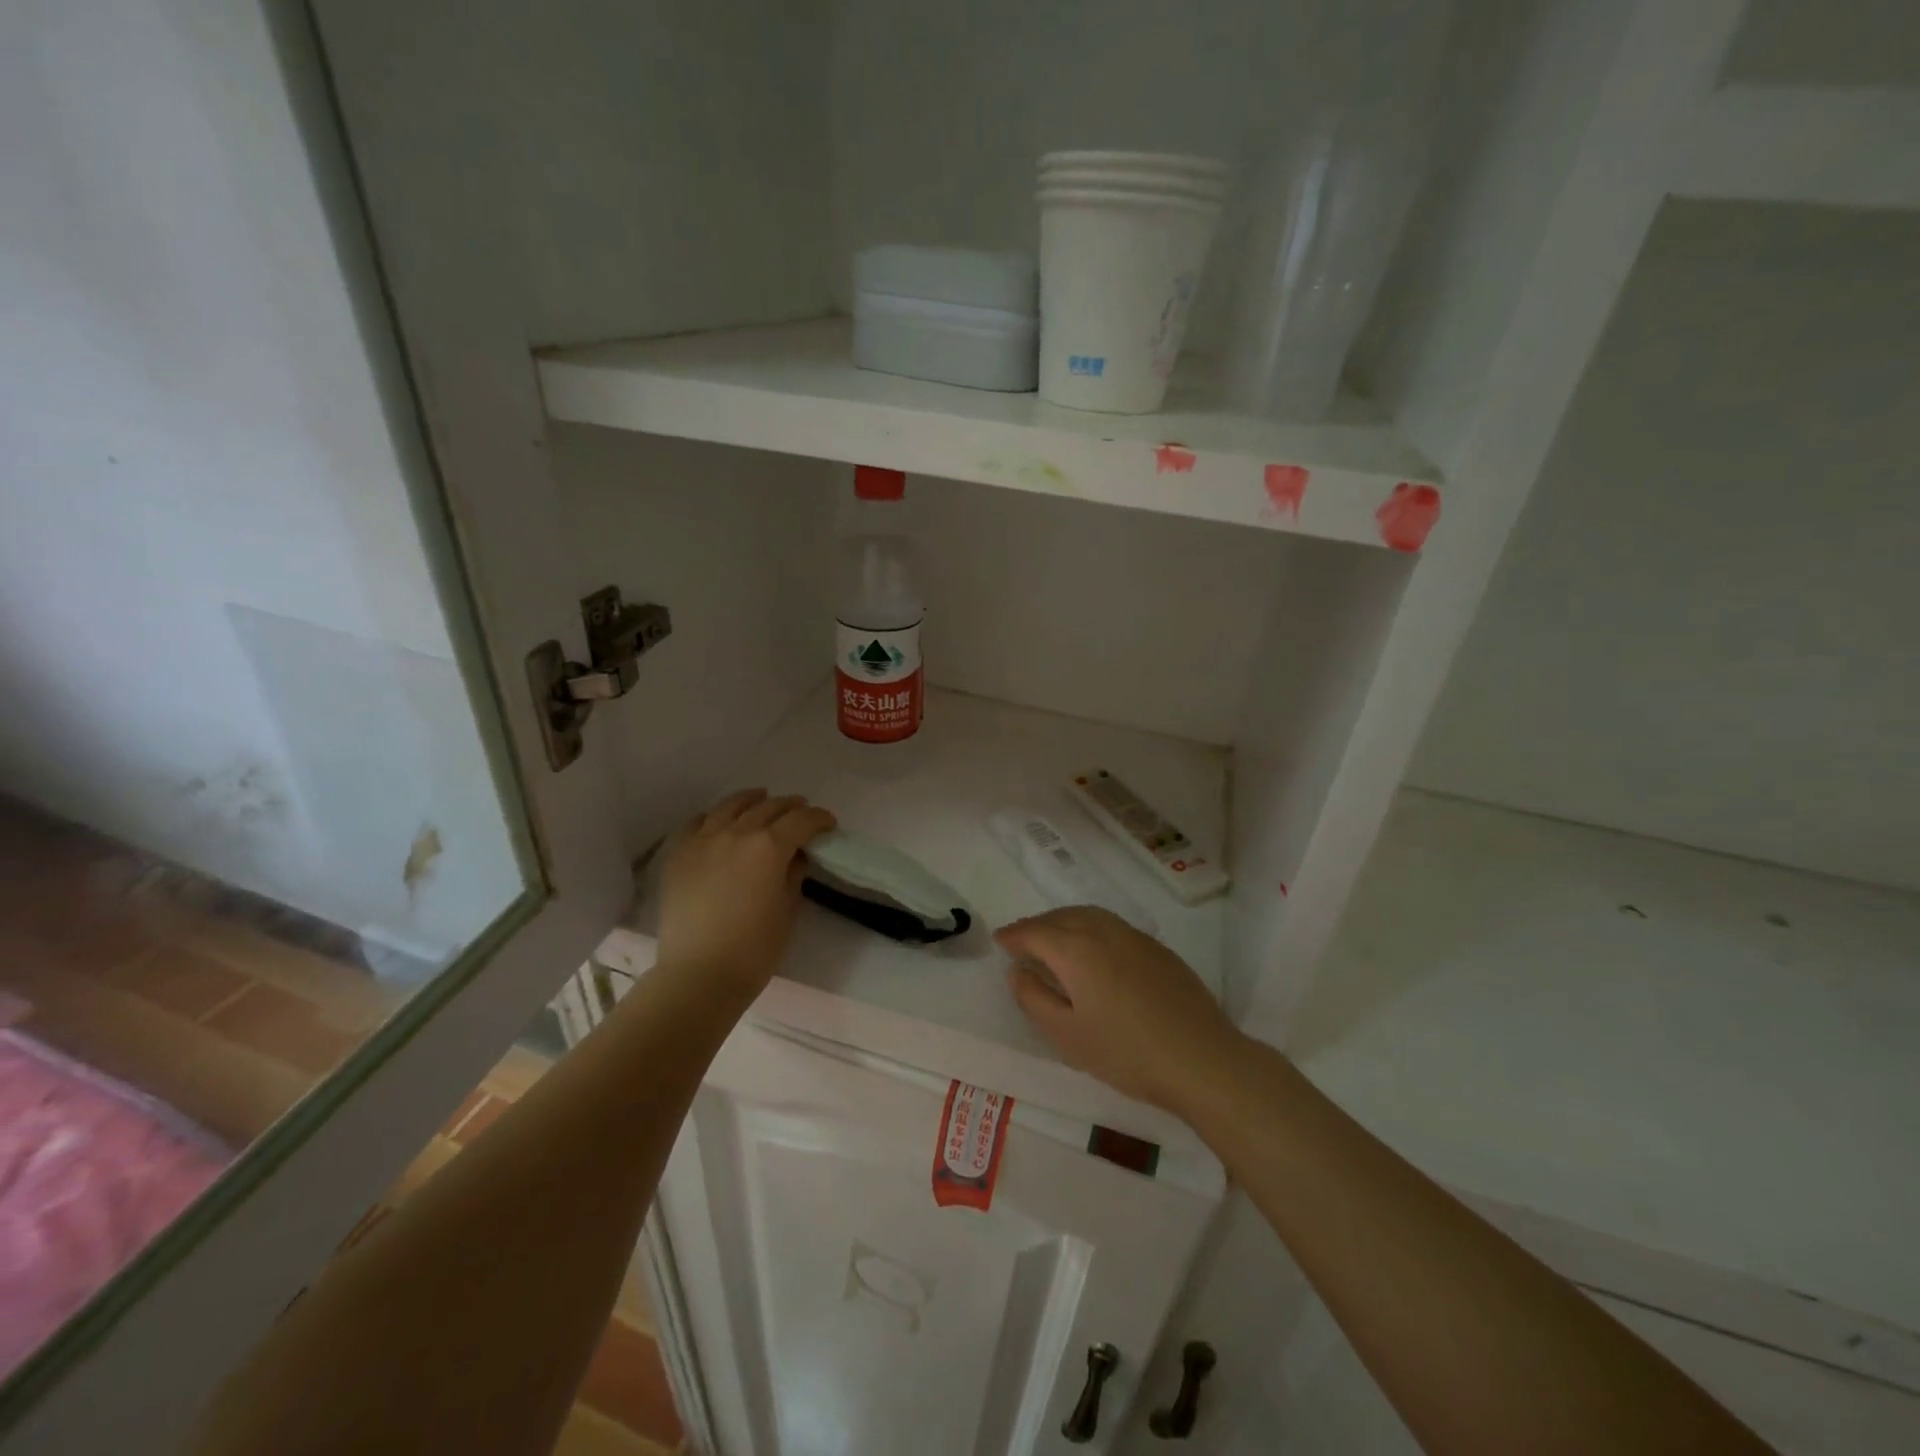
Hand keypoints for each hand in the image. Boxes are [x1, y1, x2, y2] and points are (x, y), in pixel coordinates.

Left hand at [656, 790, 834, 997]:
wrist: (698, 975)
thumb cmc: (754, 949)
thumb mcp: (787, 909)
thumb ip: (794, 874)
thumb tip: (795, 856)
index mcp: (769, 847)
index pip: (801, 820)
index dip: (819, 818)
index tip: (828, 824)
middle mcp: (736, 833)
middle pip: (768, 807)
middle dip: (790, 806)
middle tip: (802, 811)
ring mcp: (703, 841)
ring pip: (731, 806)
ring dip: (753, 800)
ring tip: (762, 799)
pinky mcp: (679, 854)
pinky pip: (697, 823)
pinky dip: (714, 816)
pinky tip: (720, 821)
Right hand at [996, 907, 1241, 1111]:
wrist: (1201, 1059)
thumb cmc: (1126, 1052)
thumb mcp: (1067, 1035)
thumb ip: (1034, 998)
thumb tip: (1017, 971)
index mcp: (1076, 949)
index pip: (1034, 932)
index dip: (1014, 936)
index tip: (1000, 941)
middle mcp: (1103, 931)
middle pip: (1061, 917)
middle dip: (1036, 925)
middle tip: (1021, 940)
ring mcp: (1134, 937)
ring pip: (1089, 915)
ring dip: (1063, 921)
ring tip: (1052, 939)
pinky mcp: (1157, 949)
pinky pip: (1112, 925)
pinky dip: (1090, 928)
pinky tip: (1093, 950)